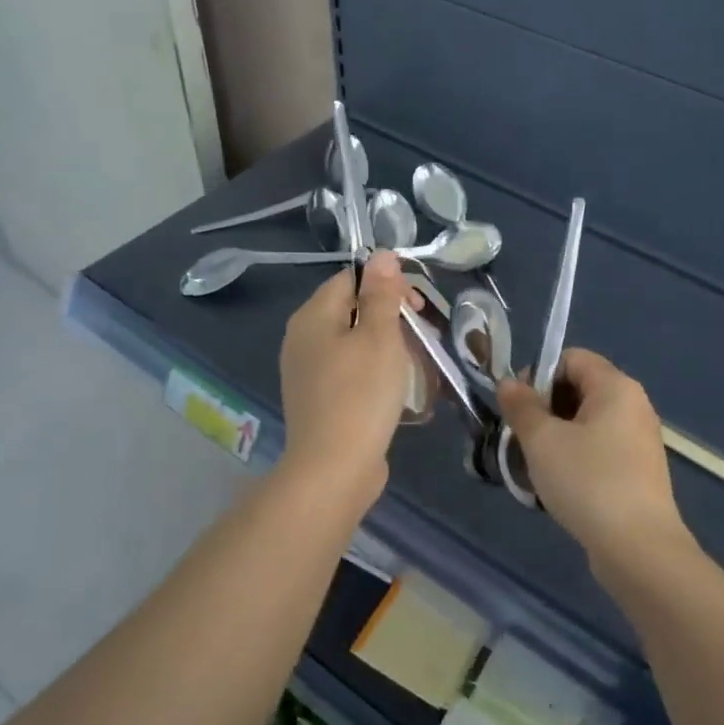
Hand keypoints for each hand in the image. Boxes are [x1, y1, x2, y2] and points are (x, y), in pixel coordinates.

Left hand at [278, 252, 417, 498]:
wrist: (334, 469)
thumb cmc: (361, 394)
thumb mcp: (380, 336)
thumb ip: (381, 294)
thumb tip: (381, 255)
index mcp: (312, 316)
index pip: (350, 279)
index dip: (386, 285)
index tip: (417, 306)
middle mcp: (302, 338)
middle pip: (350, 310)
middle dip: (390, 316)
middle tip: (422, 336)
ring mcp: (306, 371)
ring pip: (352, 342)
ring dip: (386, 345)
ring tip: (415, 363)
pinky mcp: (317, 399)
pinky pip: (348, 370)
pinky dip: (373, 370)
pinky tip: (394, 388)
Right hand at [496, 349, 693, 569]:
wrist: (639, 549)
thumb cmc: (588, 482)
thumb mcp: (542, 440)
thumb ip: (522, 406)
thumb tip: (509, 383)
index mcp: (616, 386)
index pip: (571, 358)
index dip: (538, 375)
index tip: (518, 408)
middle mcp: (634, 405)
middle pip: (579, 389)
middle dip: (544, 409)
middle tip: (521, 439)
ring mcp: (640, 440)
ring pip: (587, 423)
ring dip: (556, 437)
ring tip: (535, 466)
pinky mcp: (639, 471)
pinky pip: (600, 449)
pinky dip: (576, 458)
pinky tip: (559, 486)